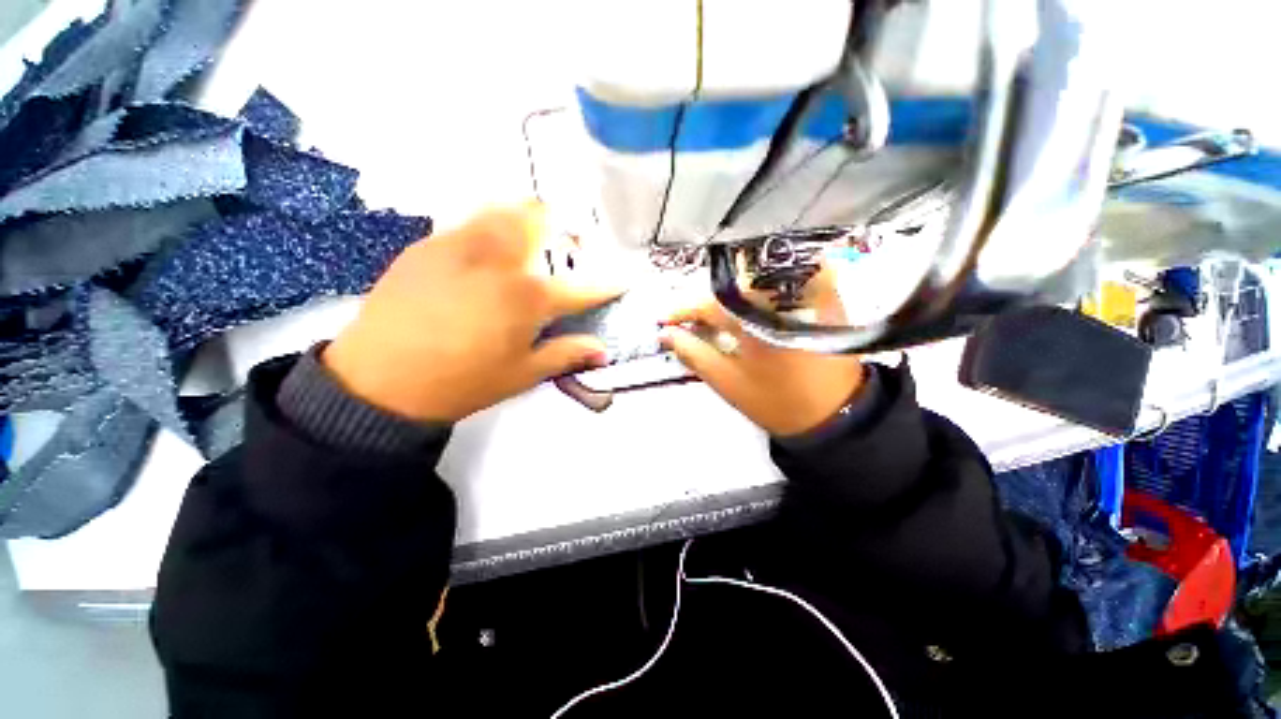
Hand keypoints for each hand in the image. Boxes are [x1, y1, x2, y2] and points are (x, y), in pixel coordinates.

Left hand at [324, 203, 622, 421]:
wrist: (380, 381)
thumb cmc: (463, 382)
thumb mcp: (523, 374)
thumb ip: (567, 354)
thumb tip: (603, 350)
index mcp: (527, 297)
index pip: (582, 286)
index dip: (608, 284)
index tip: (624, 279)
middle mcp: (498, 259)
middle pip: (538, 218)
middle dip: (562, 228)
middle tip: (566, 249)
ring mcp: (459, 244)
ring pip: (501, 209)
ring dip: (525, 220)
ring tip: (528, 244)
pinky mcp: (427, 245)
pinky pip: (468, 223)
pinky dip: (489, 230)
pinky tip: (484, 258)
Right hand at [659, 271, 864, 436]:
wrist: (836, 414)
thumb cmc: (777, 402)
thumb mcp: (727, 382)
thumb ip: (694, 354)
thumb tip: (666, 334)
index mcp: (755, 321)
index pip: (709, 304)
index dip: (682, 311)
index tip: (665, 321)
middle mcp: (780, 297)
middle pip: (732, 285)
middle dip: (708, 303)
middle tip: (694, 323)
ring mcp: (806, 293)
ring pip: (758, 277)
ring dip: (734, 293)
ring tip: (722, 318)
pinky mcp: (824, 296)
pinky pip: (787, 279)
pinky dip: (764, 288)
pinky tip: (755, 307)